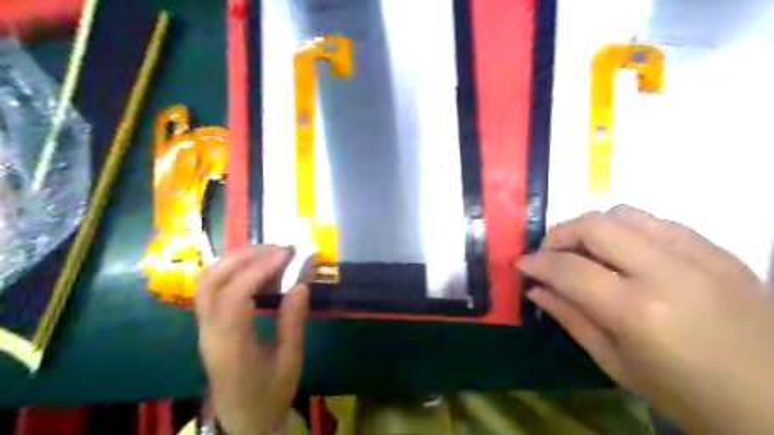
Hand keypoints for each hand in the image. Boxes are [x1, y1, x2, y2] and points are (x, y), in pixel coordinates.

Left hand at [194, 245, 308, 434]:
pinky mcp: (207, 325)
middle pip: (211, 281)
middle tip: (278, 249)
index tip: (286, 256)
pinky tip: (257, 269)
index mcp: (230, 346)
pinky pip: (212, 288)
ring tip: (268, 253)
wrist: (241, 421)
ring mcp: (203, 328)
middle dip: (244, 257)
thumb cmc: (269, 395)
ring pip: (206, 281)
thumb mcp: (290, 362)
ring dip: (235, 260)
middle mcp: (209, 332)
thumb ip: (292, 322)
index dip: (259, 270)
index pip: (234, 296)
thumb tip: (300, 284)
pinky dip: (232, 270)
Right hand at [515, 206, 773, 434]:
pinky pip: (658, 221)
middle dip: (559, 234)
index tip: (522, 263)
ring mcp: (700, 256)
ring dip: (592, 226)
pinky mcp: (719, 250)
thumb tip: (535, 289)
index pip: (570, 269)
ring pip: (625, 213)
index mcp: (638, 312)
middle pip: (595, 226)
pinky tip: (623, 251)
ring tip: (583, 249)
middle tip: (548, 253)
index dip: (537, 262)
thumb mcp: (617, 365)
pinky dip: (627, 229)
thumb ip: (571, 318)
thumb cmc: (688, 396)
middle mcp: (667, 273)